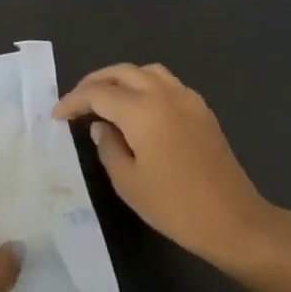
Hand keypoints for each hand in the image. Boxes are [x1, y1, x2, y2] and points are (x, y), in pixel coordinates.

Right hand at [53, 63, 290, 271]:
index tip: (57, 115)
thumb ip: (109, 147)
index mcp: (143, 111)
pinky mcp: (203, 110)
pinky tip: (138, 110)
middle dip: (95, 82)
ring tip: (105, 99)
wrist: (233, 219)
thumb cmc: (175, 206)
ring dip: (122, 79)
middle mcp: (165, 94)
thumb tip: (101, 126)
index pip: (99, 93)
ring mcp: (188, 99)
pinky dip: (145, 86)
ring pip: (147, 72)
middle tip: (76, 102)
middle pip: (123, 72)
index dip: (74, 101)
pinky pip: (167, 84)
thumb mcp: (128, 182)